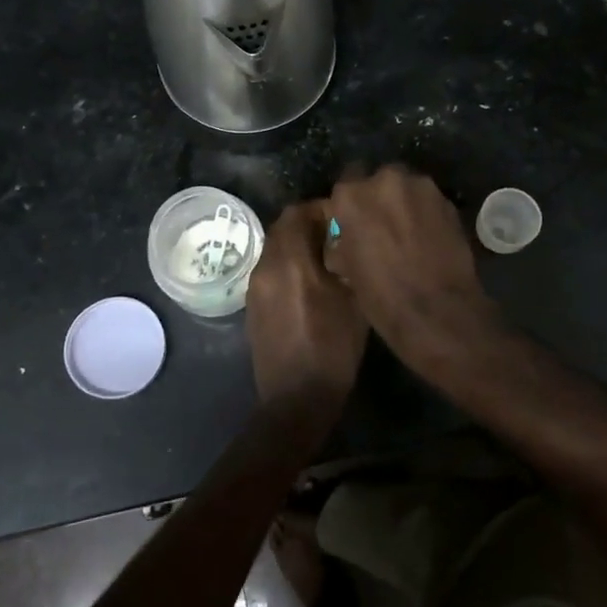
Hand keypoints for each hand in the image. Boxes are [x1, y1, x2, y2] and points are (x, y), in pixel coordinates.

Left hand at [245, 200, 368, 420]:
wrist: (296, 398)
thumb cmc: (333, 347)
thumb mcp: (354, 300)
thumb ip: (348, 261)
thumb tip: (348, 239)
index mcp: (290, 260)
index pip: (297, 212)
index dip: (321, 209)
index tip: (345, 219)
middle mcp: (266, 266)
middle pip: (282, 228)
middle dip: (308, 226)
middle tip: (337, 238)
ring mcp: (255, 287)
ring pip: (275, 249)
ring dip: (297, 246)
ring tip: (326, 261)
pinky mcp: (252, 306)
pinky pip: (270, 271)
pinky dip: (287, 267)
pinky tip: (310, 285)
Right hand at [324, 165, 497, 370]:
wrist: (437, 311)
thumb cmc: (380, 296)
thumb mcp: (345, 268)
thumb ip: (342, 239)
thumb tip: (345, 236)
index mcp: (351, 195)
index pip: (346, 181)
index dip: (350, 200)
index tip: (353, 216)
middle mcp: (385, 180)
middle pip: (380, 179)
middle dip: (380, 196)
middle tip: (382, 224)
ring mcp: (422, 188)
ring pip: (408, 188)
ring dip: (406, 203)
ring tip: (408, 232)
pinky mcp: (449, 202)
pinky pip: (430, 201)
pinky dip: (427, 214)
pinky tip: (428, 238)